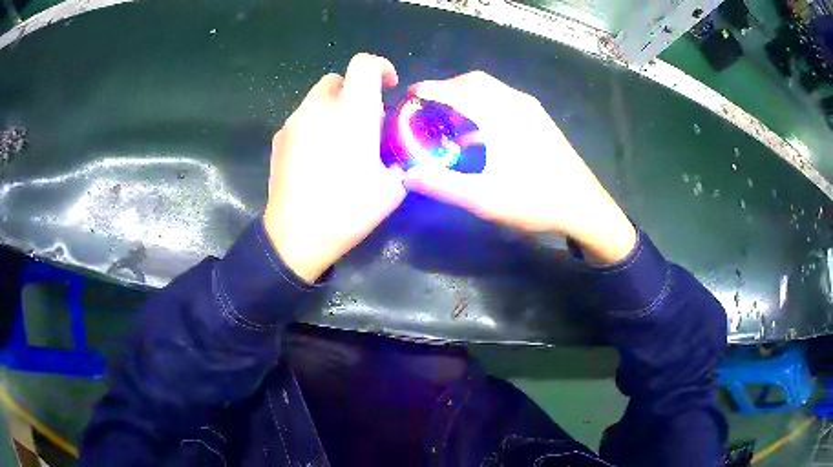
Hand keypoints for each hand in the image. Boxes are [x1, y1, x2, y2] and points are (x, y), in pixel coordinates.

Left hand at [264, 54, 405, 282]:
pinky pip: (302, 119)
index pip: (364, 64)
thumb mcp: (392, 187)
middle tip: (364, 122)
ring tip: (339, 144)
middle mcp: (319, 107)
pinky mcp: (278, 138)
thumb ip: (400, 157)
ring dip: (333, 109)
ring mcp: (294, 122)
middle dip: (354, 91)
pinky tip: (317, 157)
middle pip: (337, 78)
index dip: (380, 67)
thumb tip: (399, 150)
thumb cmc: (347, 210)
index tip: (388, 86)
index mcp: (352, 112)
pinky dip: (314, 126)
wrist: (296, 236)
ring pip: (317, 99)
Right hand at [402, 71, 635, 264]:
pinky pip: (504, 99)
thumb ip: (443, 185)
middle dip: (447, 88)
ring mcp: (531, 109)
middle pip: (474, 82)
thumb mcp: (485, 199)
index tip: (409, 94)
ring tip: (448, 116)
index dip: (430, 89)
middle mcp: (516, 103)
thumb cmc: (536, 200)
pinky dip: (483, 104)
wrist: (584, 207)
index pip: (457, 91)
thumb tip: (406, 176)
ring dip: (466, 95)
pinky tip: (478, 131)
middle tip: (427, 105)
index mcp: (501, 115)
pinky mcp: (540, 119)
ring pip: (491, 89)